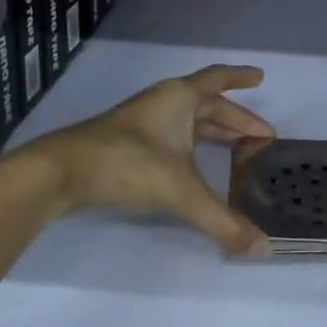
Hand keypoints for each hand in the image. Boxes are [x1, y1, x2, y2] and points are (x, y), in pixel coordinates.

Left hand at [35, 65, 274, 255]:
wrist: (63, 171)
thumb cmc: (129, 163)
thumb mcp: (181, 192)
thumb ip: (222, 220)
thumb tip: (263, 248)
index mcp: (181, 98)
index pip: (219, 79)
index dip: (241, 78)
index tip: (261, 77)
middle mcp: (165, 102)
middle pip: (209, 105)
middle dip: (236, 119)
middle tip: (262, 136)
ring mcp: (144, 121)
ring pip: (189, 120)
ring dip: (215, 131)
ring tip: (238, 148)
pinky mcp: (128, 142)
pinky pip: (173, 135)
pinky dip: (193, 145)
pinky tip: (195, 163)